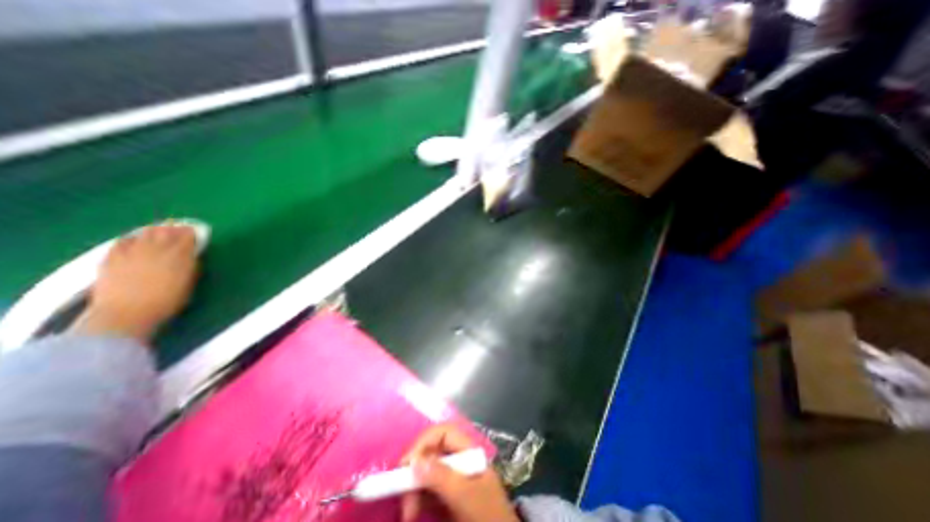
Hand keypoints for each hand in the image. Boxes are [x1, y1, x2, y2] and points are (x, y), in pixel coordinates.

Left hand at [75, 224, 200, 341]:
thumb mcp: (189, 282)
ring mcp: (132, 252)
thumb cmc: (168, 301)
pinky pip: (122, 242)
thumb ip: (191, 265)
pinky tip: (133, 238)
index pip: (187, 237)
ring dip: (154, 230)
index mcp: (180, 255)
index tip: (196, 232)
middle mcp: (157, 249)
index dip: (192, 233)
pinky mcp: (112, 258)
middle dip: (174, 228)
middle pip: (166, 232)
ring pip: (145, 233)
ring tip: (159, 229)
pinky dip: (131, 238)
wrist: (127, 313)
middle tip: (179, 226)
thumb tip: (192, 254)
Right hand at [397, 425, 520, 521]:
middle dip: (415, 470)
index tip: (407, 464)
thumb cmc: (487, 516)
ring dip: (413, 488)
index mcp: (469, 452)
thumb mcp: (466, 496)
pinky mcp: (449, 498)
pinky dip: (418, 498)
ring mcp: (455, 480)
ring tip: (408, 513)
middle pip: (432, 453)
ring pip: (427, 473)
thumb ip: (442, 477)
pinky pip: (428, 491)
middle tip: (401, 496)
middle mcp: (461, 461)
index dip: (424, 442)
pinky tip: (413, 512)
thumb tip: (414, 461)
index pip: (444, 433)